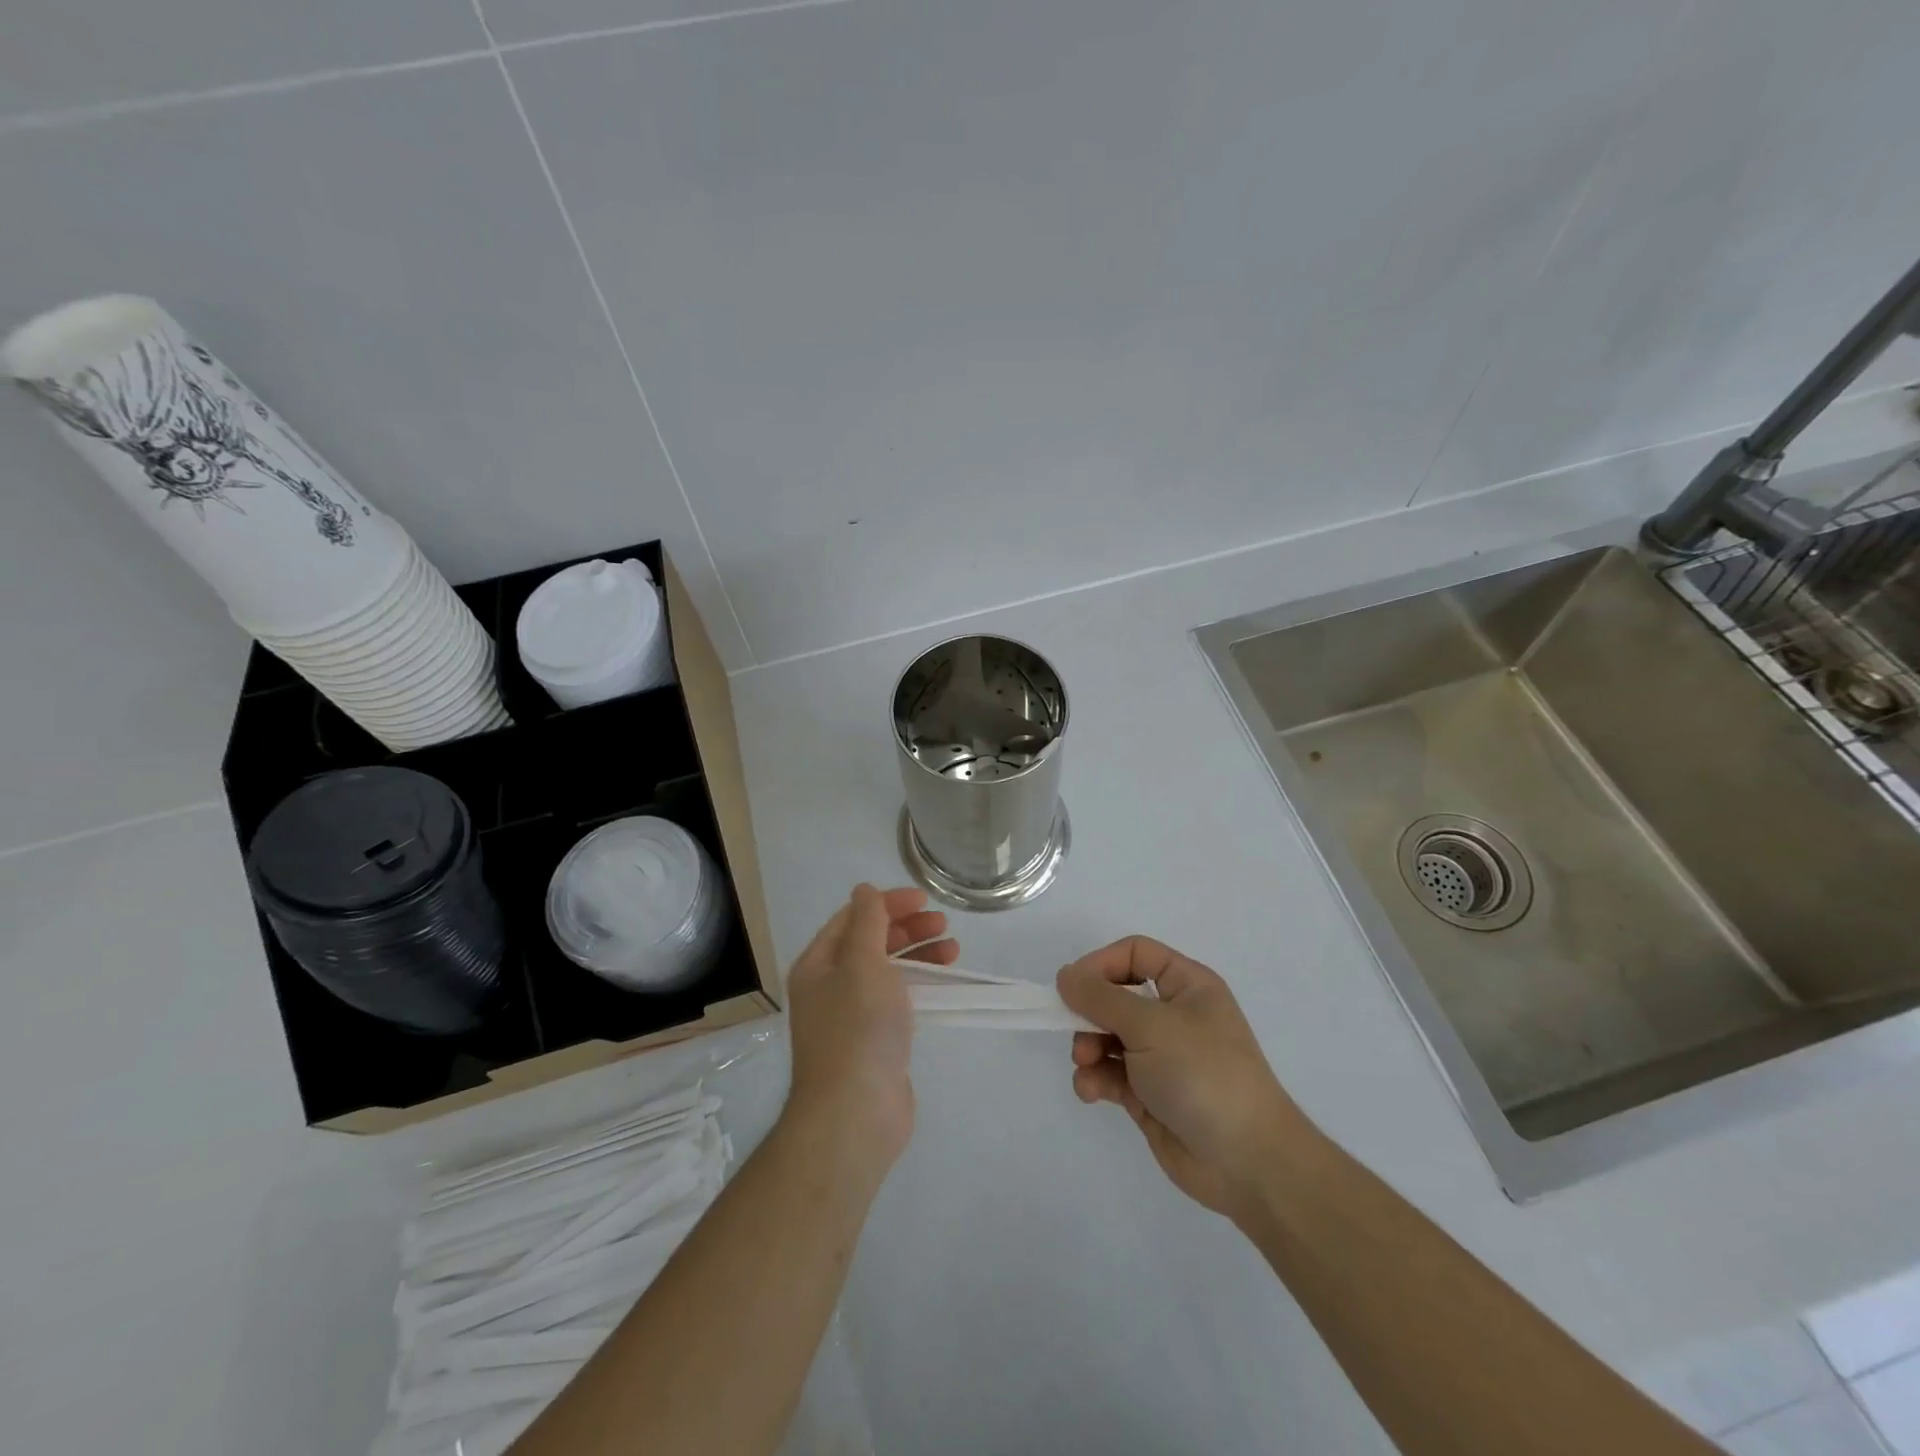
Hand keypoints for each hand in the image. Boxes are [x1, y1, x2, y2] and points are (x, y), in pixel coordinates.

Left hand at [782, 884, 956, 1178]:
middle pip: (871, 943)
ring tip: (953, 950)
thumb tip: (864, 889)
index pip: (852, 918)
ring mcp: (852, 1017)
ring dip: (919, 955)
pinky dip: (920, 985)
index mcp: (818, 964)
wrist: (855, 1113)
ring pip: (888, 972)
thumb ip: (867, 922)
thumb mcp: (863, 963)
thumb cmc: (857, 1028)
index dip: (887, 904)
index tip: (924, 900)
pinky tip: (943, 984)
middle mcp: (830, 987)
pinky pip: (897, 1000)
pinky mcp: (874, 1041)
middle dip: (907, 929)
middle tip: (944, 924)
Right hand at [1057, 937, 1309, 1218]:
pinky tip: (1091, 1092)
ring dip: (1088, 1048)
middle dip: (1089, 1013)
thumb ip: (1101, 997)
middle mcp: (1173, 1015)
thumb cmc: (1203, 1074)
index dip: (1101, 964)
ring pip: (1107, 1036)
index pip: (1134, 954)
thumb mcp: (1151, 1025)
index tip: (1072, 986)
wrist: (1246, 1161)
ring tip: (1086, 1066)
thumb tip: (1065, 976)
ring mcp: (1160, 1056)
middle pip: (1114, 996)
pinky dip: (1095, 1078)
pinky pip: (1110, 1073)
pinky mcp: (1148, 1093)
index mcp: (1186, 986)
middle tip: (1076, 1033)